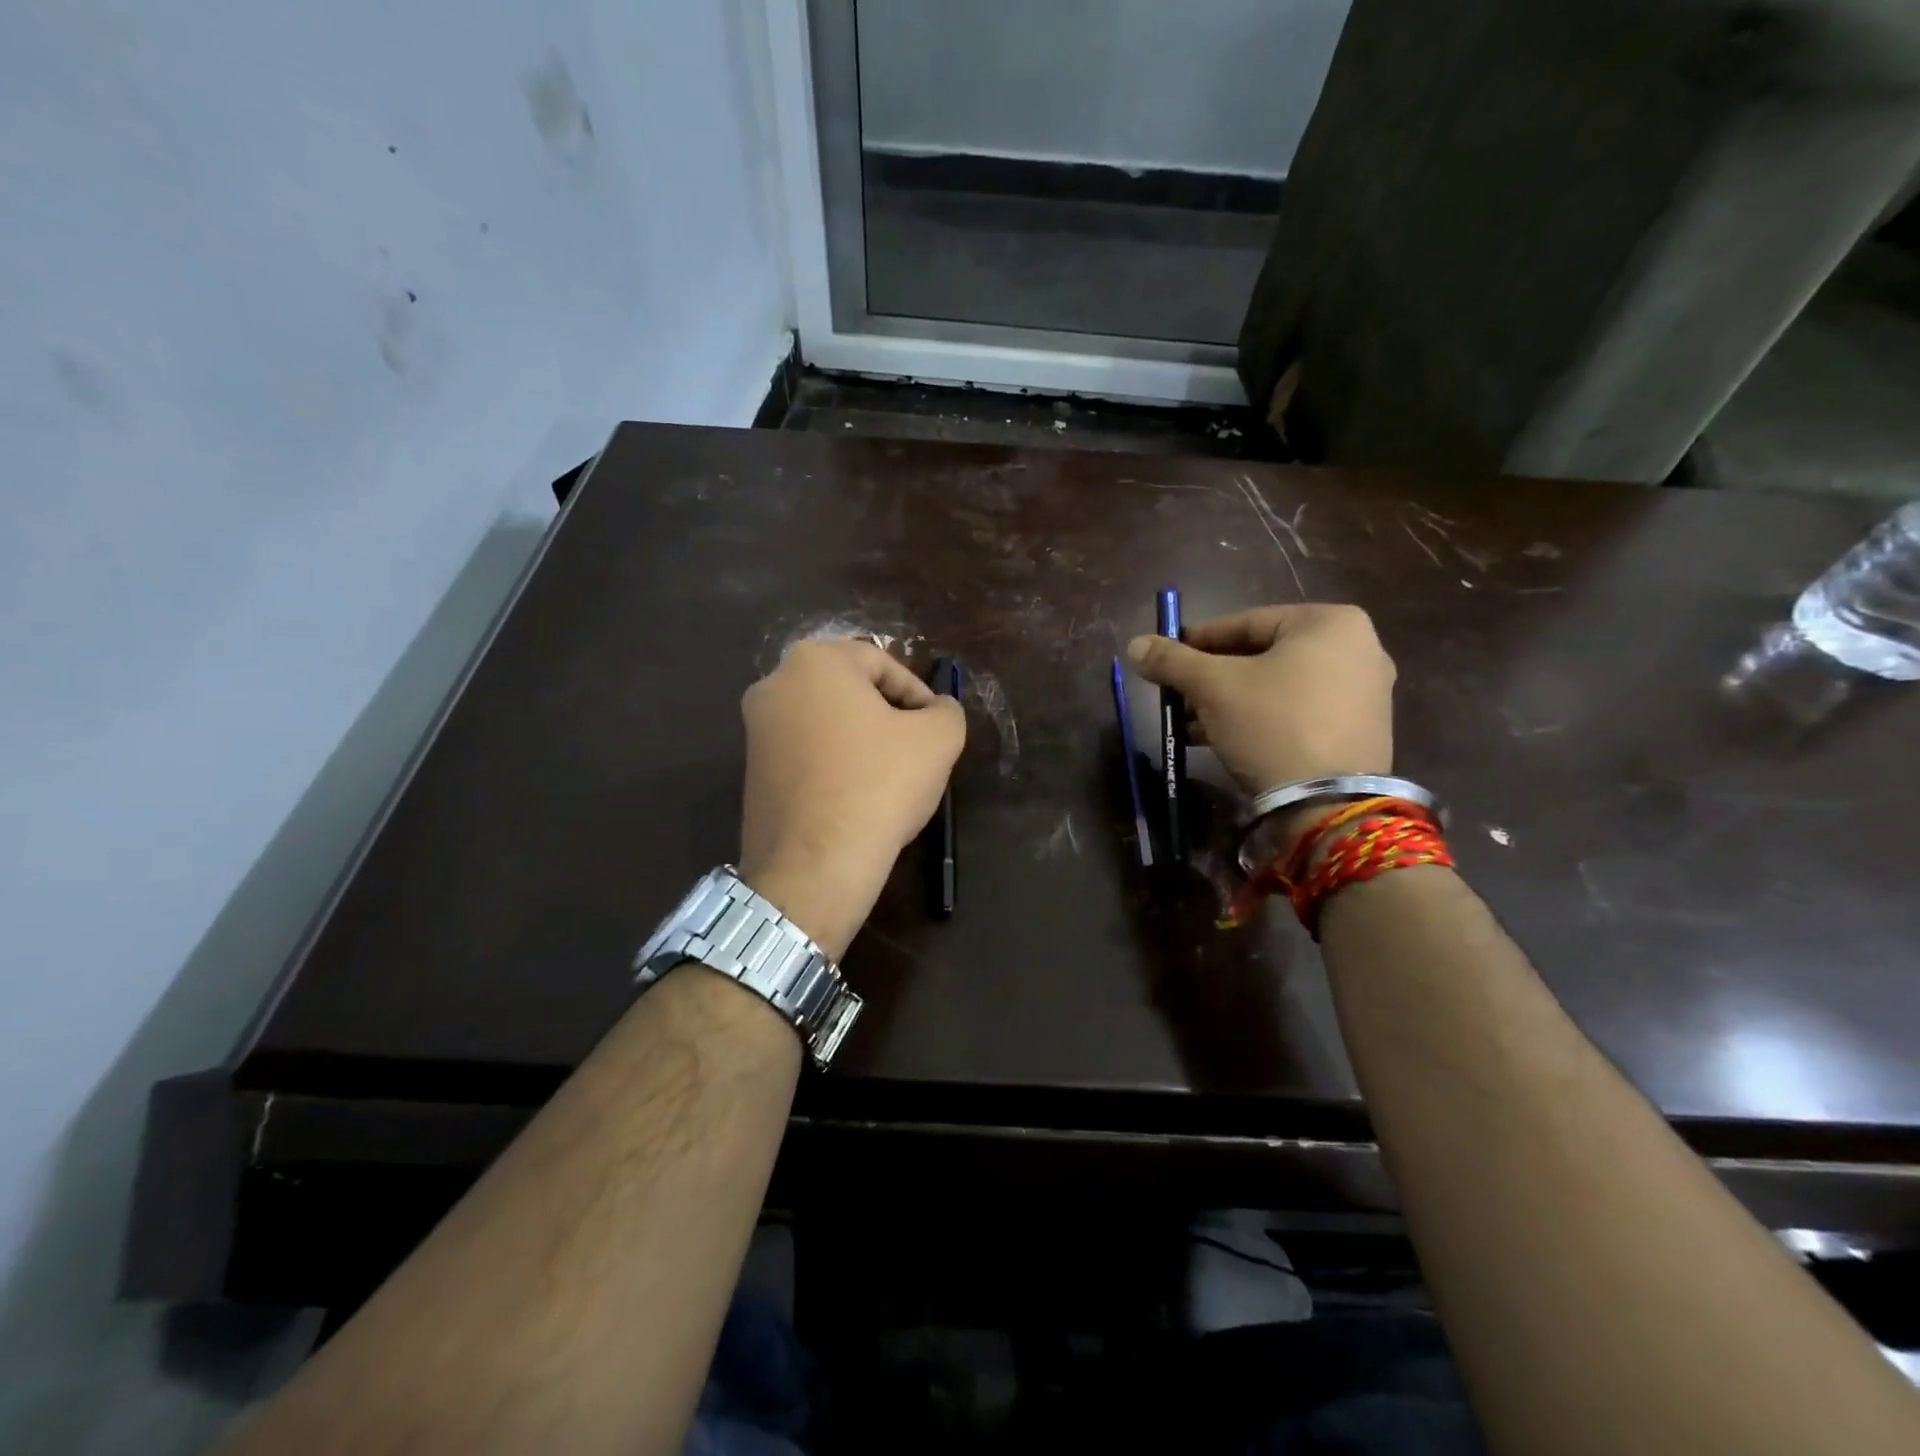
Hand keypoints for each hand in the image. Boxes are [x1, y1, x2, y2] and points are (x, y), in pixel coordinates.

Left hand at [738, 638, 965, 959]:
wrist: (815, 865)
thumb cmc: (879, 785)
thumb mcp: (938, 738)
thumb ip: (947, 710)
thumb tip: (938, 709)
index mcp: (814, 661)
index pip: (882, 663)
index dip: (918, 695)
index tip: (936, 728)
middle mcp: (774, 684)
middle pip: (850, 691)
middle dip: (888, 716)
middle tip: (917, 750)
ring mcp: (755, 730)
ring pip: (827, 723)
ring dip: (862, 741)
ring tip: (892, 777)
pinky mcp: (751, 771)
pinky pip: (806, 754)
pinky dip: (835, 765)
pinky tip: (858, 797)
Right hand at [1126, 604, 1394, 794]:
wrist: (1328, 803)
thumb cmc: (1272, 724)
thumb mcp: (1213, 687)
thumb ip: (1172, 660)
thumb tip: (1135, 644)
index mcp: (1329, 622)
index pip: (1244, 623)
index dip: (1196, 641)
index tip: (1164, 658)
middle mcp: (1358, 648)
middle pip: (1261, 655)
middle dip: (1211, 679)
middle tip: (1176, 696)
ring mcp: (1365, 692)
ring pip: (1277, 686)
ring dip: (1228, 703)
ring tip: (1189, 725)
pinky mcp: (1360, 730)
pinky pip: (1297, 711)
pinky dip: (1259, 719)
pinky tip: (1220, 740)